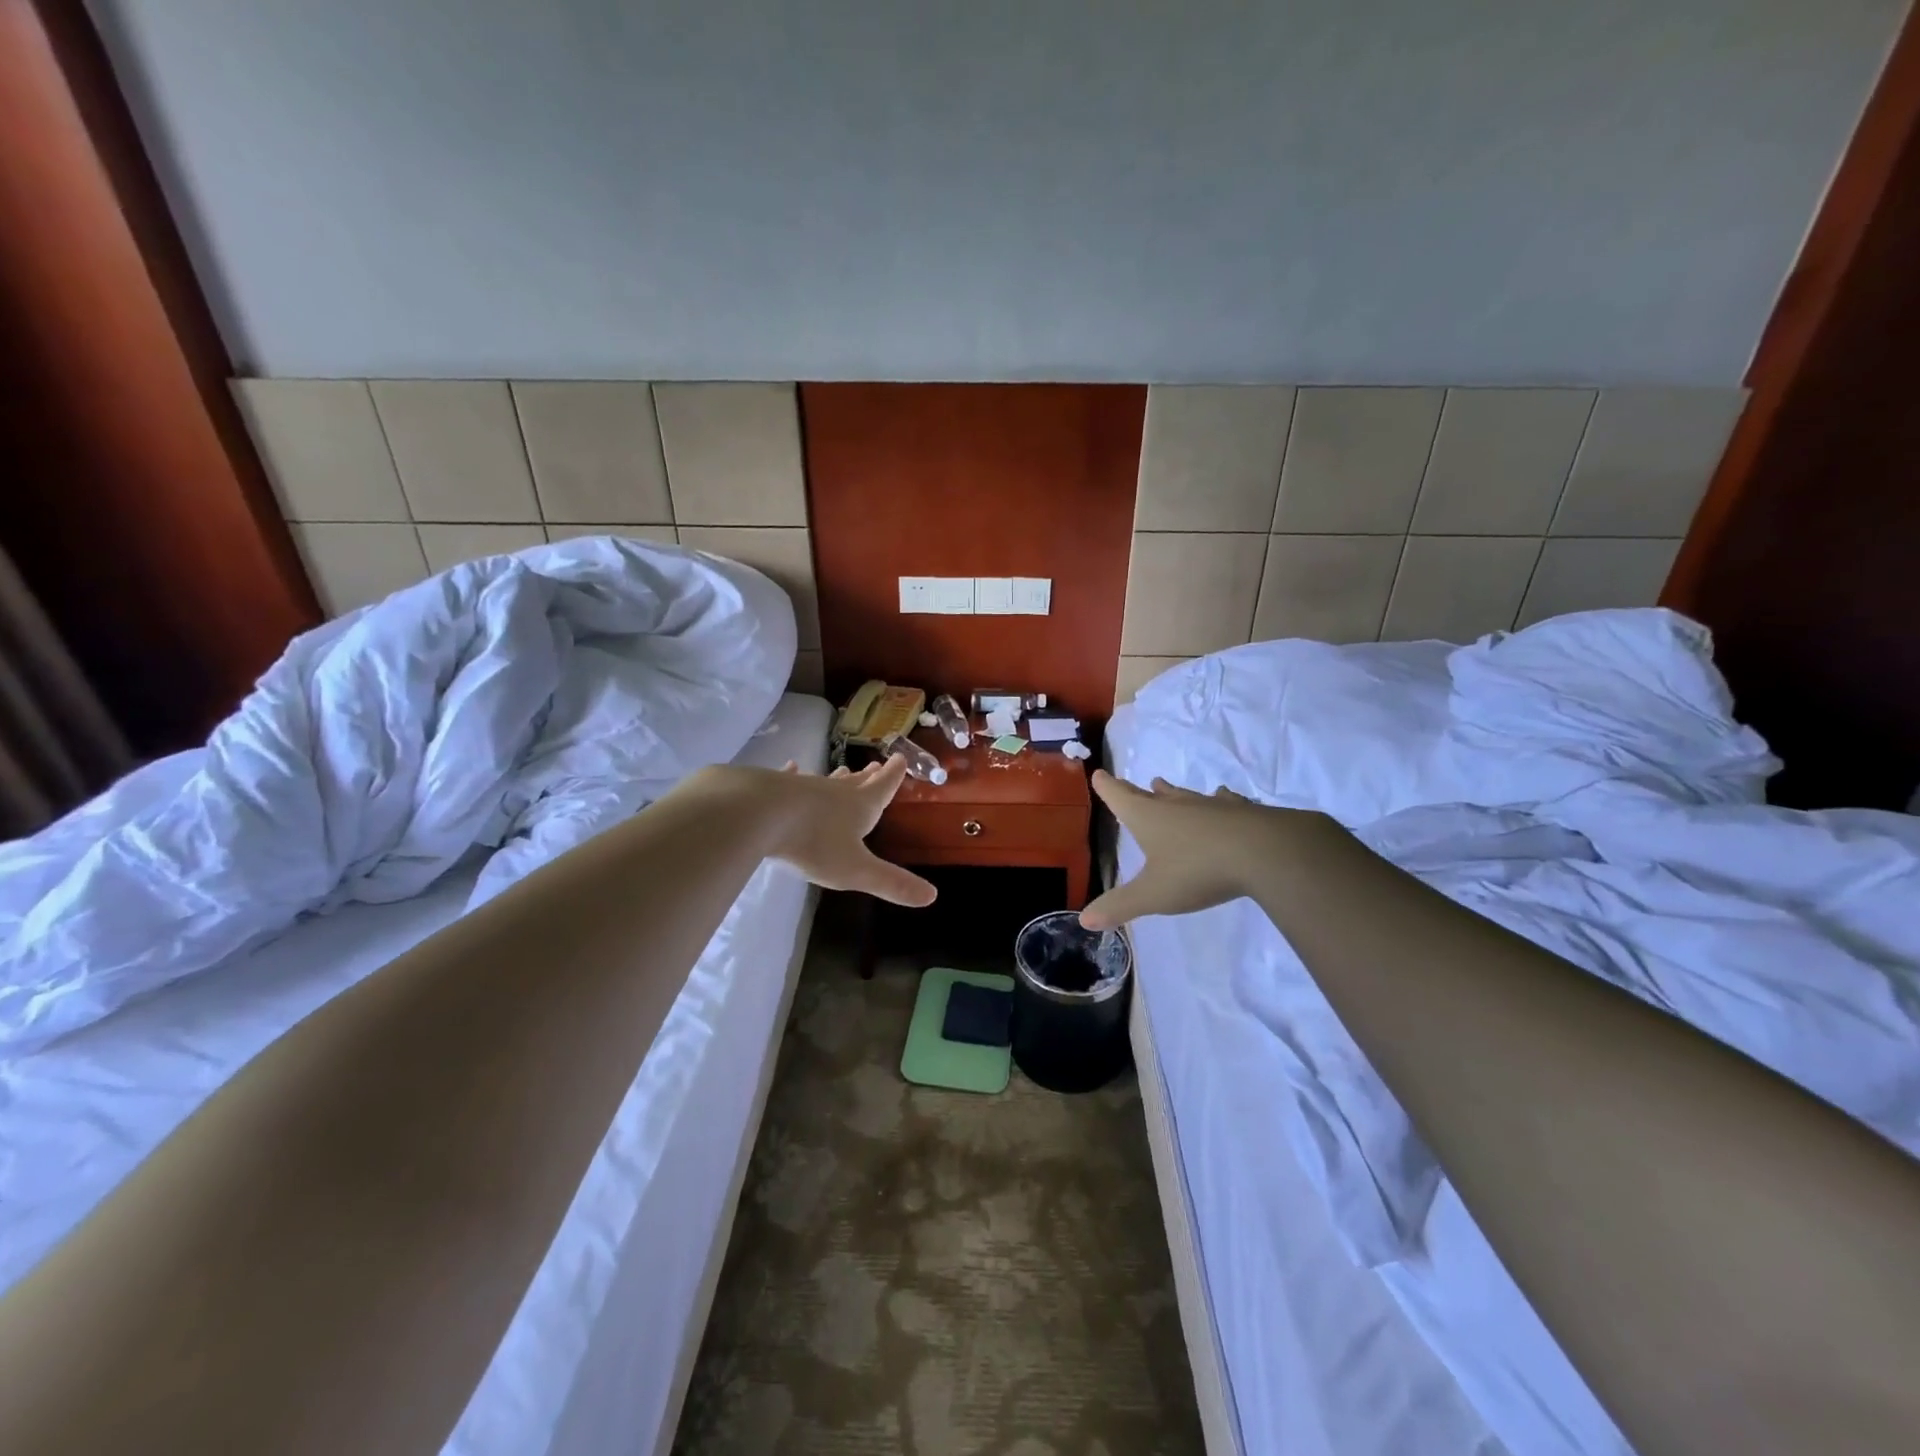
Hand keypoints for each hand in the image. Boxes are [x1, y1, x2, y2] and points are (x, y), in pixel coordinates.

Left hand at [761, 756, 936, 906]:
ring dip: (838, 778)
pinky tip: (791, 767)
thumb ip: (891, 883)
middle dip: (869, 777)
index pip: (883, 788)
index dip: (893, 776)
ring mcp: (804, 787)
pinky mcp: (775, 788)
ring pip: (826, 782)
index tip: (900, 758)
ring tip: (845, 771)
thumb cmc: (814, 843)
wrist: (759, 813)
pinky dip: (793, 775)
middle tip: (877, 765)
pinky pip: (789, 779)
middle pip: (857, 783)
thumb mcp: (856, 870)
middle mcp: (835, 793)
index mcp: (860, 807)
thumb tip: (932, 896)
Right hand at [1078, 770, 1334, 929]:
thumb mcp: (1154, 894)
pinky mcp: (1244, 813)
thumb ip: (1120, 905)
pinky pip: (1225, 803)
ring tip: (1166, 787)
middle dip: (1141, 792)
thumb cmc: (1198, 870)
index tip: (1099, 774)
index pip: (1120, 797)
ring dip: (1176, 793)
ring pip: (1188, 796)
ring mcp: (1213, 806)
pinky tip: (1225, 800)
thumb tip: (1084, 919)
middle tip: (1139, 784)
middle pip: (1153, 795)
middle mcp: (1178, 806)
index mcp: (1150, 818)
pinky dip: (1219, 802)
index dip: (1108, 788)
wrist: (1265, 852)